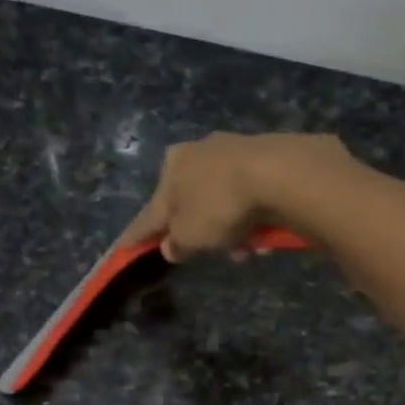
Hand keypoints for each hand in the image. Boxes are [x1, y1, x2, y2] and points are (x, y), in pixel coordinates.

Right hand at [122, 132, 352, 261]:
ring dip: (232, 231)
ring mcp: (233, 151)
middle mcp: (198, 152)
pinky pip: (251, 197)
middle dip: (203, 233)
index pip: (150, 211)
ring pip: (224, 202)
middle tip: (214, 253)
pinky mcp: (266, 157)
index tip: (125, 247)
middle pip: (192, 204)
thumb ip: (177, 244)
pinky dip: (252, 218)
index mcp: (171, 167)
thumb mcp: (191, 236)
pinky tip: (265, 235)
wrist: (278, 174)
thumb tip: (171, 247)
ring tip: (248, 249)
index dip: (139, 234)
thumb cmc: (220, 206)